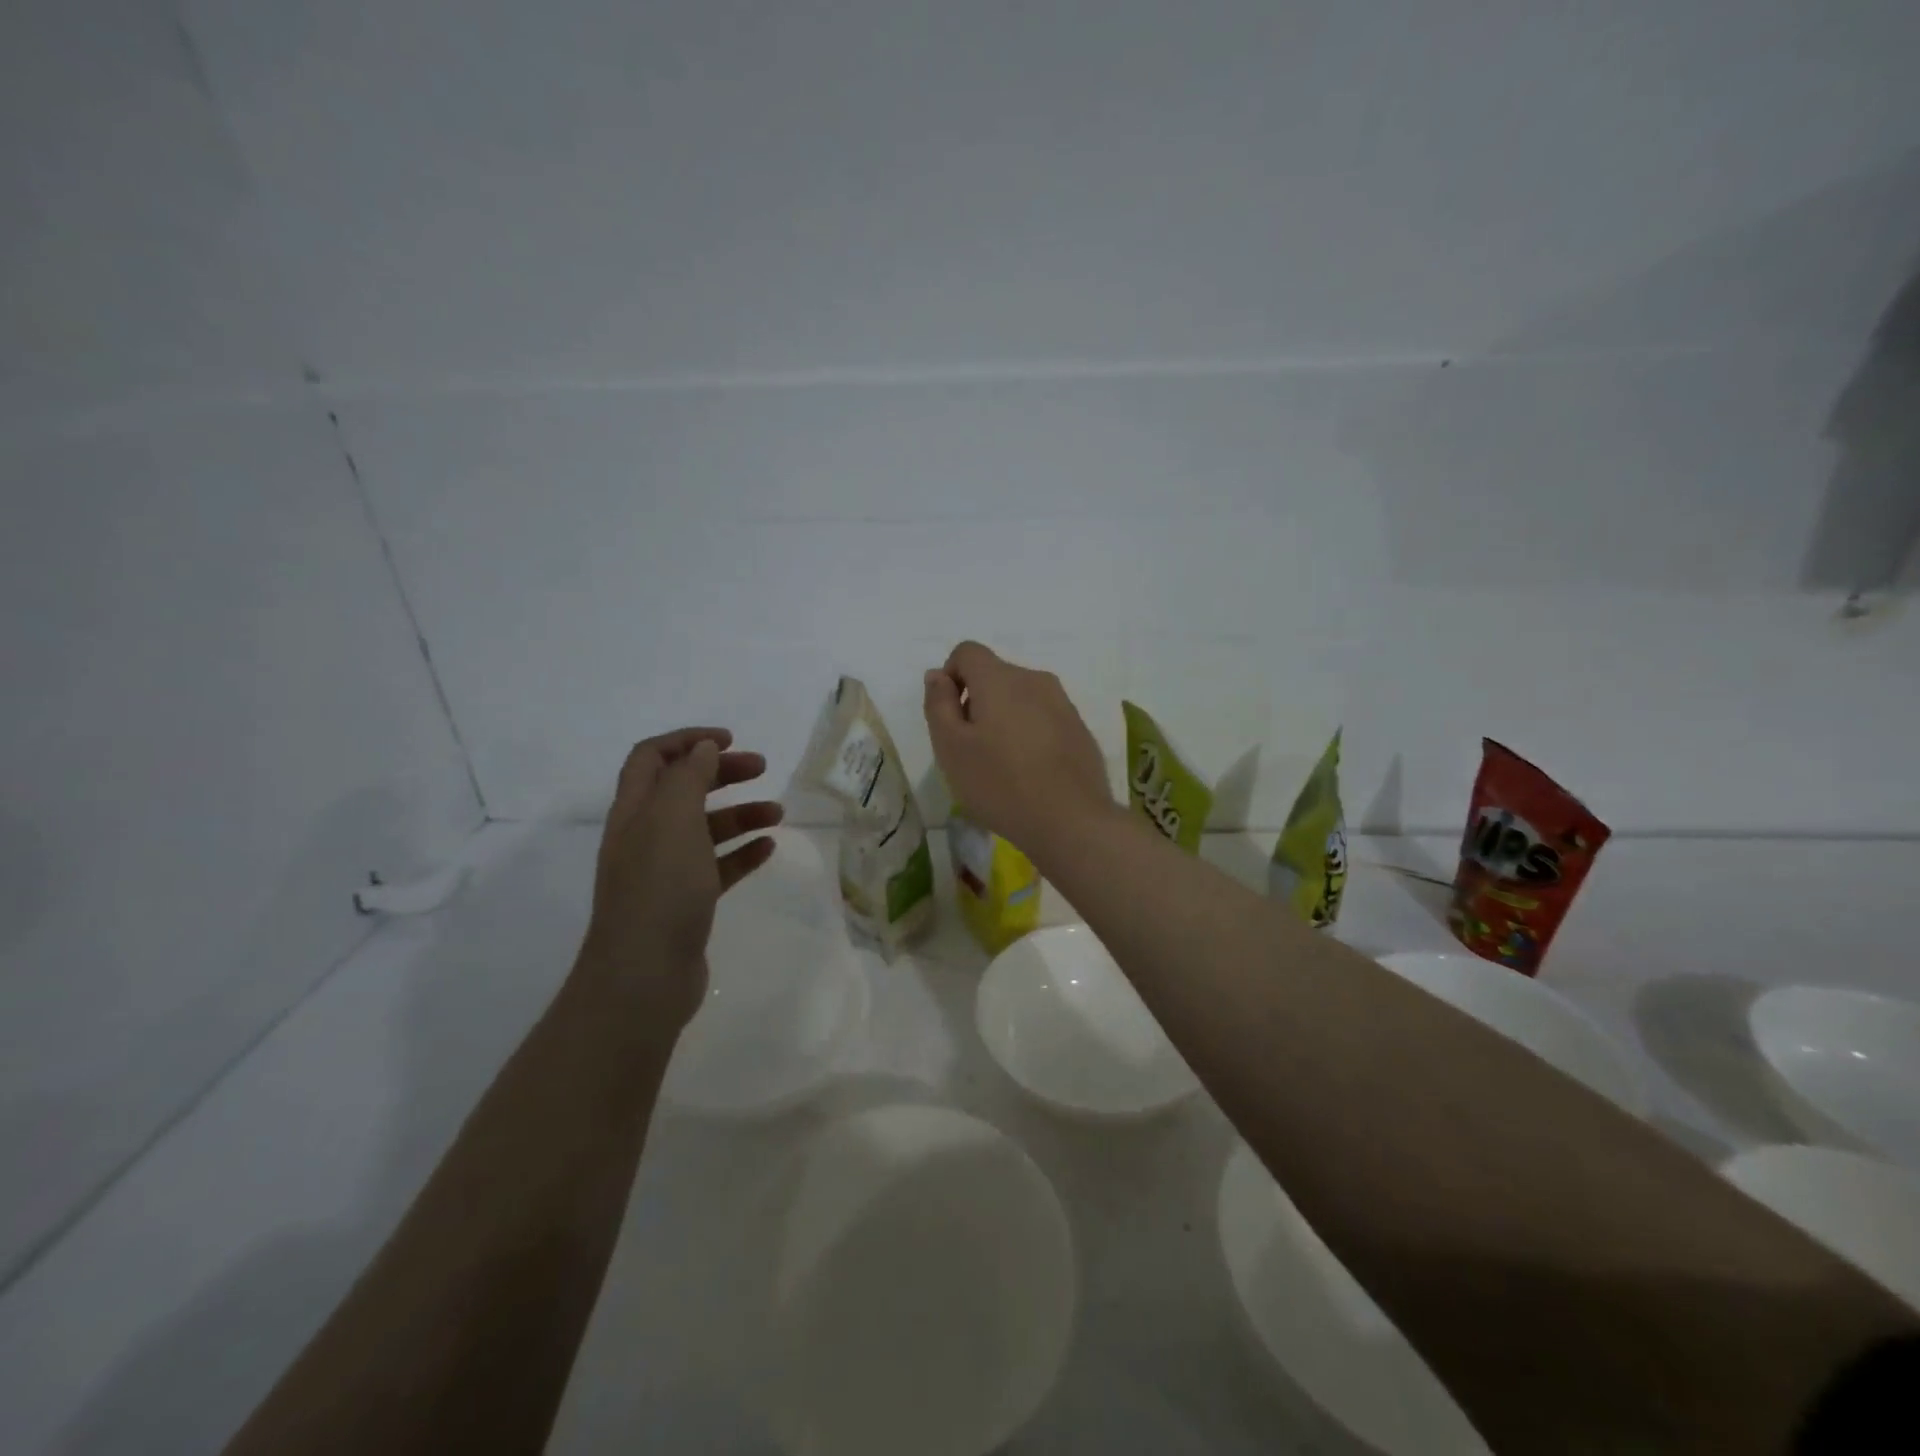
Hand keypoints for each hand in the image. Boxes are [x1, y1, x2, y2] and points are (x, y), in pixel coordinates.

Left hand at [578, 727, 782, 1028]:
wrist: (644, 975)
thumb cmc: (659, 888)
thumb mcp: (673, 820)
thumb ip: (688, 778)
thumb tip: (702, 749)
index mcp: (635, 811)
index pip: (652, 757)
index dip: (687, 740)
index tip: (730, 740)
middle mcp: (645, 836)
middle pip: (683, 788)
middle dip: (721, 772)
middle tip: (762, 768)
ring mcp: (665, 871)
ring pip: (705, 829)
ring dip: (740, 813)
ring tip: (778, 813)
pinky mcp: (686, 902)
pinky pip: (717, 866)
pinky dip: (742, 852)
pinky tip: (767, 848)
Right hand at [923, 641, 1113, 858]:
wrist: (1071, 821)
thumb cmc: (1000, 783)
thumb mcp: (951, 747)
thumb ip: (939, 704)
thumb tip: (938, 675)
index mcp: (1000, 678)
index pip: (967, 652)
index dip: (950, 678)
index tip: (950, 718)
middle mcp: (1035, 680)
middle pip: (995, 675)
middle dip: (977, 702)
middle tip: (971, 750)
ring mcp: (1063, 704)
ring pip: (1021, 698)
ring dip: (1004, 719)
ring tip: (1001, 765)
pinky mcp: (1079, 729)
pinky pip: (1043, 719)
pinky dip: (1029, 735)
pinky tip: (1030, 773)